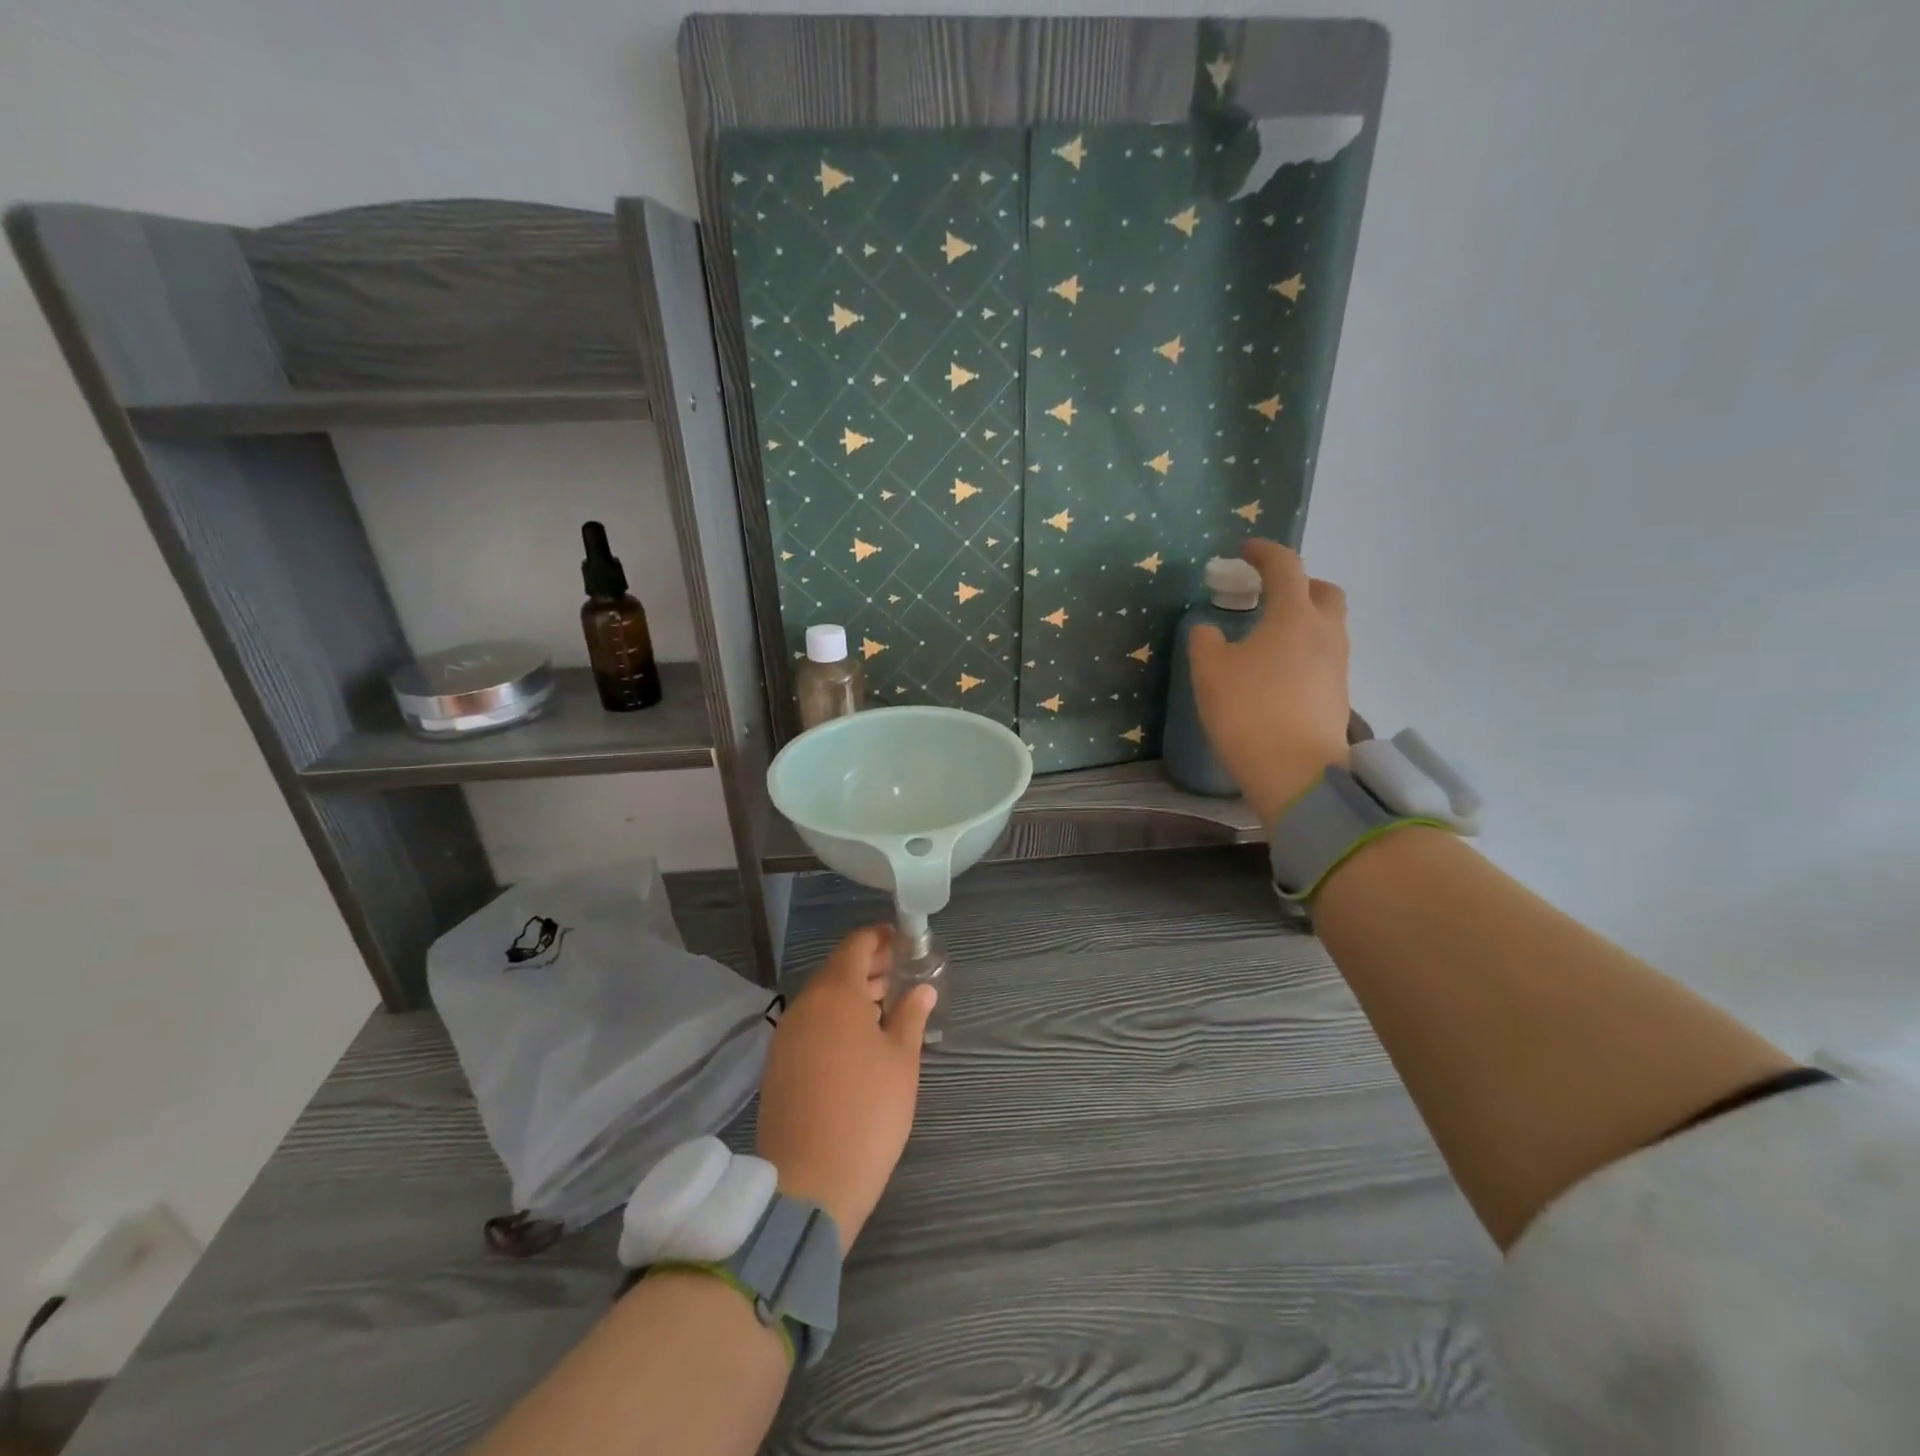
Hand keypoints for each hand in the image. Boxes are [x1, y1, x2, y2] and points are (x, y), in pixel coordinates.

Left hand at [755, 925, 935, 1247]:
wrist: (809, 1184)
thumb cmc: (867, 1112)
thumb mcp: (901, 1061)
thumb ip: (911, 1016)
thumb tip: (922, 989)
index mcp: (835, 993)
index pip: (856, 945)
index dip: (881, 937)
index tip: (906, 941)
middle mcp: (804, 1005)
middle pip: (838, 970)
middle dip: (871, 967)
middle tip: (903, 973)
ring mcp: (786, 1036)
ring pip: (823, 999)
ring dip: (854, 995)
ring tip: (887, 1006)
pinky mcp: (778, 1066)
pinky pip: (811, 1025)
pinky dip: (836, 1020)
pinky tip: (860, 1041)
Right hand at [1188, 539, 1351, 824]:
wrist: (1296, 772)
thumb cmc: (1248, 711)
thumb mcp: (1210, 671)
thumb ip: (1205, 640)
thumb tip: (1208, 628)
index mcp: (1294, 616)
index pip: (1286, 567)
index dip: (1265, 552)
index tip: (1246, 549)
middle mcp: (1325, 632)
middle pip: (1323, 592)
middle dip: (1299, 584)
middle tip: (1268, 595)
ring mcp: (1338, 665)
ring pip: (1327, 626)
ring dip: (1302, 619)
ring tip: (1269, 637)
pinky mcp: (1338, 695)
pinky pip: (1324, 656)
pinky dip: (1304, 650)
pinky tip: (1278, 671)